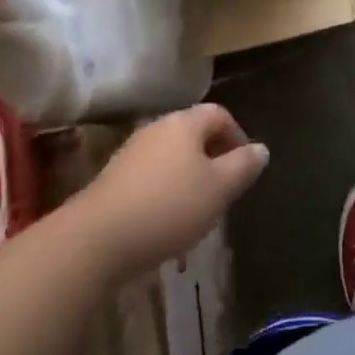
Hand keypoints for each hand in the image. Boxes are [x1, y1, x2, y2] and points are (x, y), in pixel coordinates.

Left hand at [80, 104, 268, 271]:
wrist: (93, 240)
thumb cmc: (168, 207)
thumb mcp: (219, 189)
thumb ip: (243, 166)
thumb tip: (261, 149)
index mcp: (185, 123)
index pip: (220, 114)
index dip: (238, 136)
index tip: (245, 167)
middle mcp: (157, 128)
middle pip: (193, 133)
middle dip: (213, 157)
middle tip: (224, 189)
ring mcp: (130, 153)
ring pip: (171, 156)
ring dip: (188, 176)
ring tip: (197, 210)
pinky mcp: (111, 180)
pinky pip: (149, 177)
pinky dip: (164, 192)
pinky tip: (164, 223)